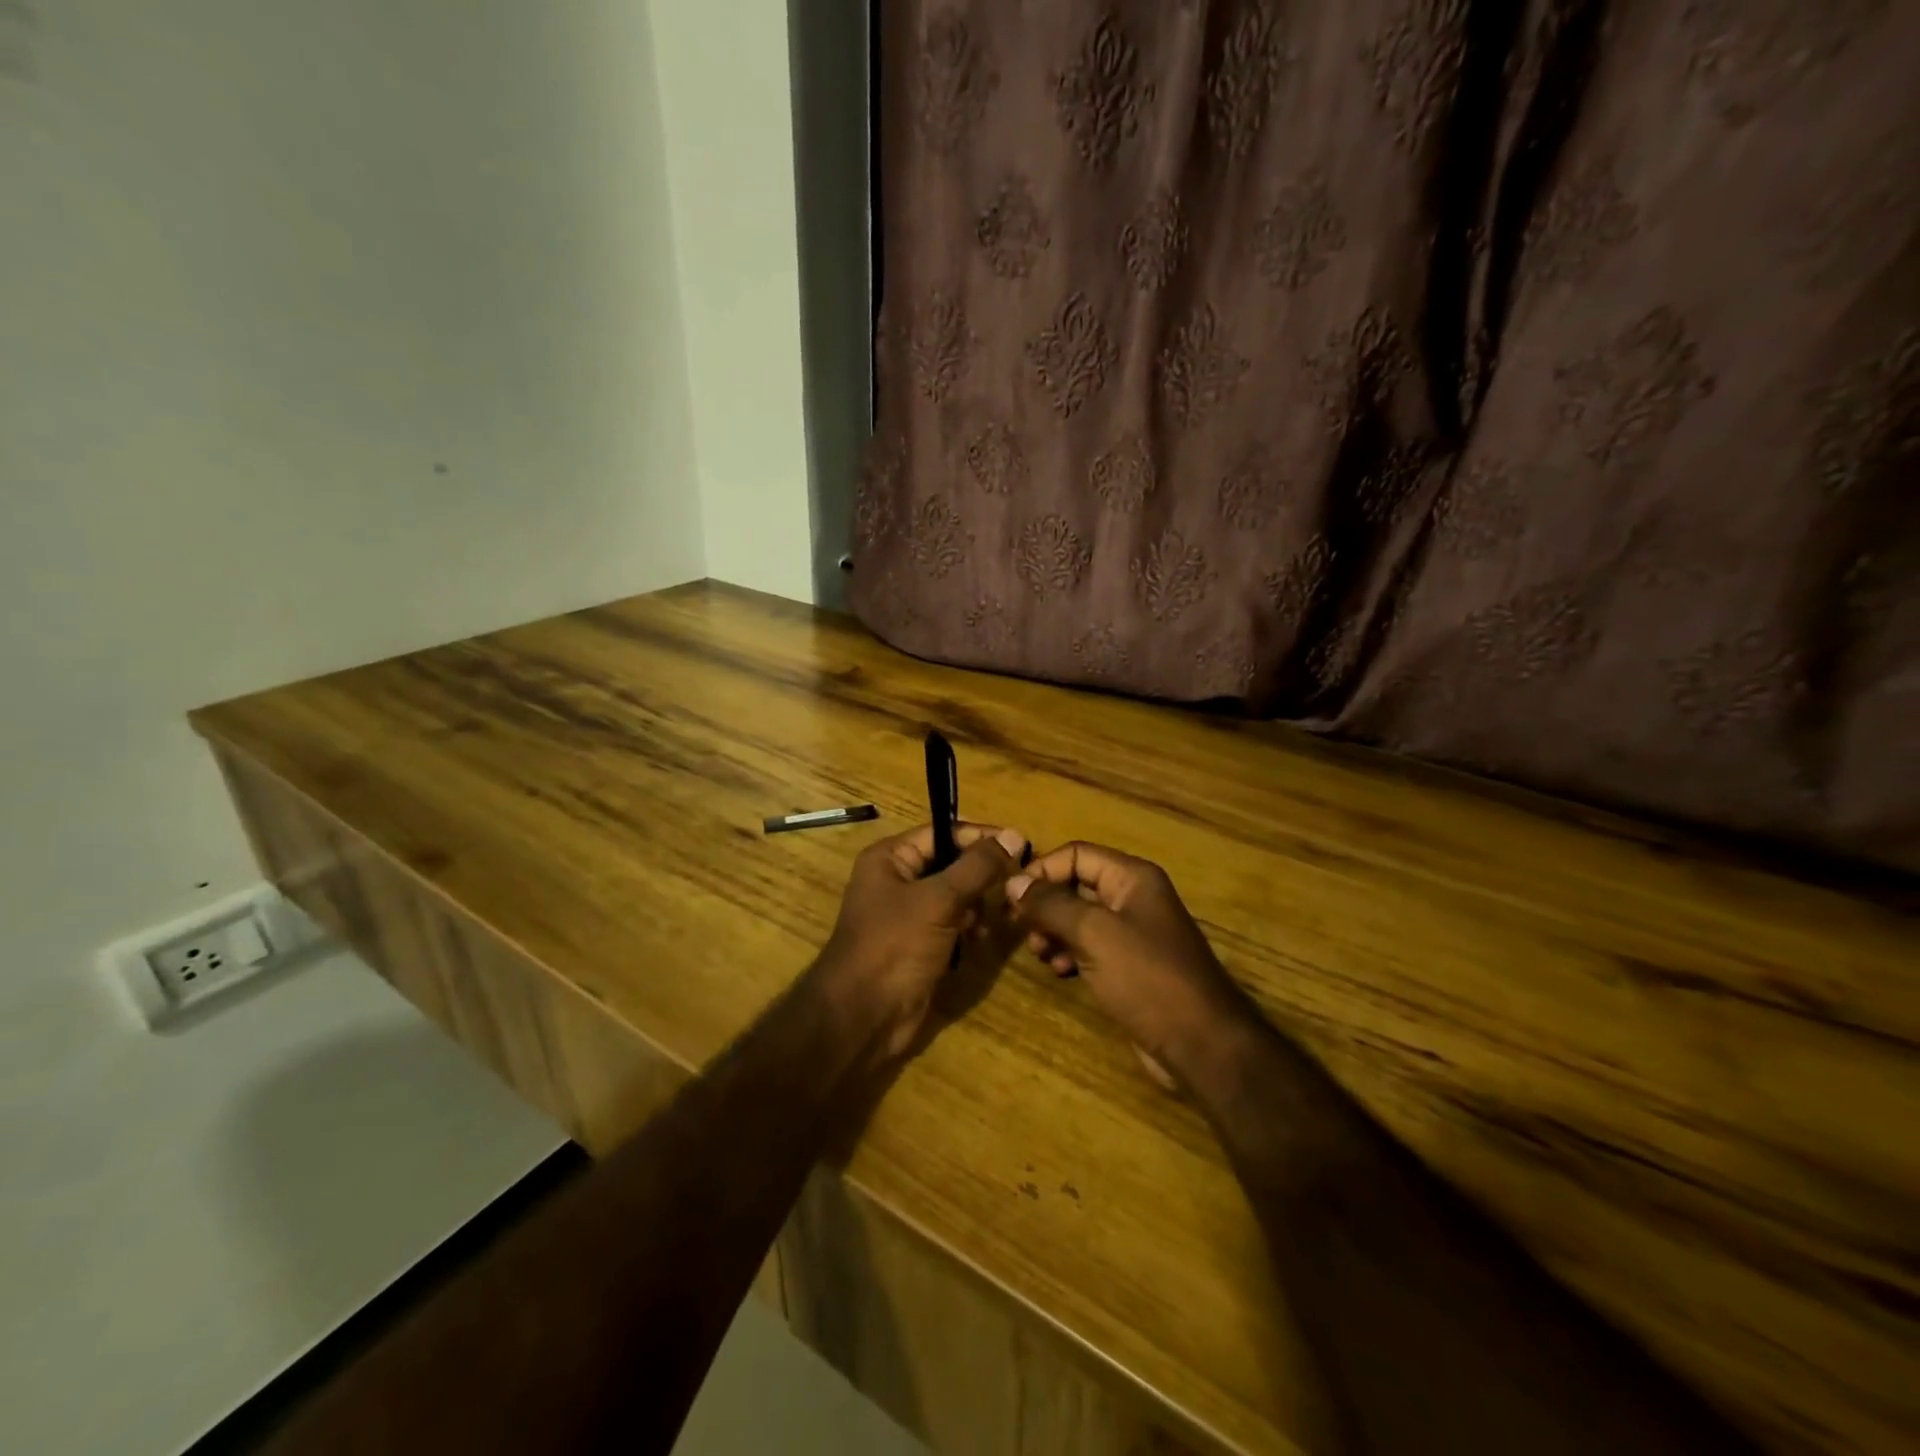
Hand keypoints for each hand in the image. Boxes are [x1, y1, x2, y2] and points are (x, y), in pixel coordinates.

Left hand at [813, 822, 1028, 1061]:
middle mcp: (897, 879)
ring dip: (978, 902)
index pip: (942, 832)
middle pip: (950, 862)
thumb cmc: (894, 946)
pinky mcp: (919, 943)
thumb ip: (977, 867)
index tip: (1021, 845)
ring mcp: (907, 913)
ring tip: (999, 915)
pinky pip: (951, 922)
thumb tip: (1012, 835)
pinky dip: (969, 925)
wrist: (862, 1016)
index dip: (980, 837)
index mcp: (890, 858)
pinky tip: (982, 937)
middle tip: (1016, 883)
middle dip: (982, 873)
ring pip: (954, 894)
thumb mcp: (938, 900)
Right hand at [1007, 842, 1260, 1090]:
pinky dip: (1070, 953)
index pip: (1076, 854)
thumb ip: (1051, 905)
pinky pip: (1090, 946)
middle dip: (1045, 905)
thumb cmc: (1148, 978)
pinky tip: (1061, 971)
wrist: (1201, 1044)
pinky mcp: (1130, 966)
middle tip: (1021, 931)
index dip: (1042, 870)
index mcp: (1132, 877)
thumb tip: (1013, 883)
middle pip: (1076, 885)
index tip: (1011, 898)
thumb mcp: (1094, 934)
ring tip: (1041, 955)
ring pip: (1079, 918)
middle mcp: (1133, 897)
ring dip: (1053, 931)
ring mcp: (1133, 933)